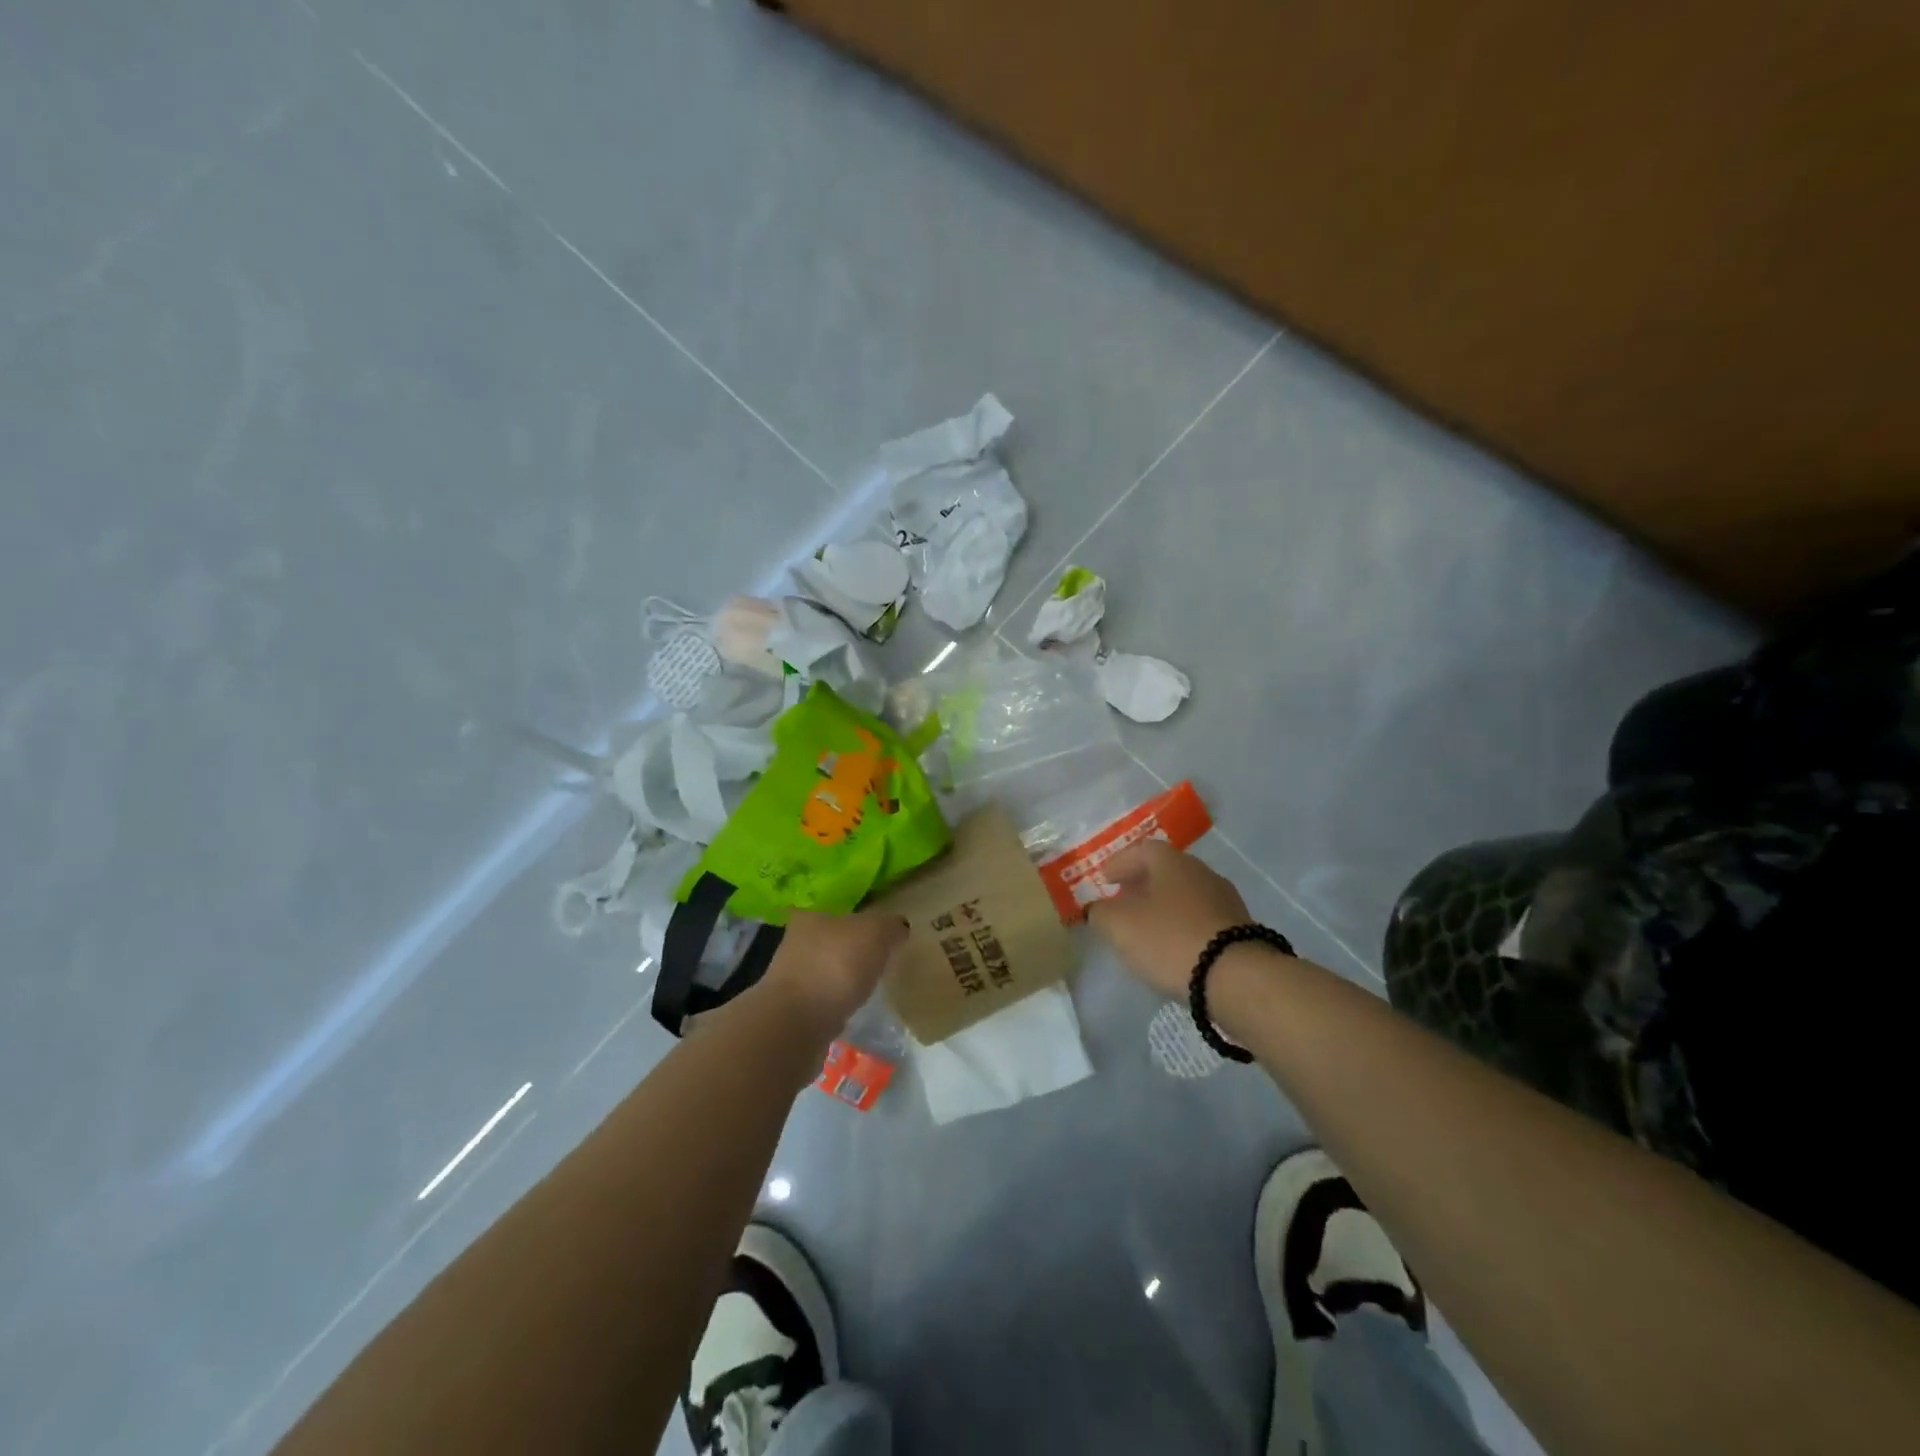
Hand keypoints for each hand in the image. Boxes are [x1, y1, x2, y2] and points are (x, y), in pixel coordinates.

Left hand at [755, 909, 908, 1037]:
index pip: (834, 909)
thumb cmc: (835, 965)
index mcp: (810, 917)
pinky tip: (853, 1008)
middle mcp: (795, 943)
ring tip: (869, 984)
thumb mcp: (875, 934)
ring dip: (842, 976)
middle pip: (829, 940)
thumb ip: (890, 926)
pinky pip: (823, 999)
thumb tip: (899, 927)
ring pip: (824, 970)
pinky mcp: (794, 1011)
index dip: (854, 917)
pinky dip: (837, 1002)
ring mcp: (791, 979)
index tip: (873, 929)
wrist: (797, 1024)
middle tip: (878, 957)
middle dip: (850, 948)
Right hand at [1088, 840, 1253, 997]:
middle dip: (1141, 884)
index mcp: (1172, 862)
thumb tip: (1098, 909)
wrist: (1236, 977)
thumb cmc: (1170, 939)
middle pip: (1166, 871)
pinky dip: (1182, 926)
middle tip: (1122, 900)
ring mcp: (1225, 900)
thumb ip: (1101, 913)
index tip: (1104, 879)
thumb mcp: (1119, 926)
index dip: (1119, 863)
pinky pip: (1201, 919)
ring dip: (1163, 906)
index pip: (1141, 850)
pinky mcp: (1239, 930)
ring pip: (1185, 895)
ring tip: (1146, 928)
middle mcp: (1202, 872)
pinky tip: (1173, 946)